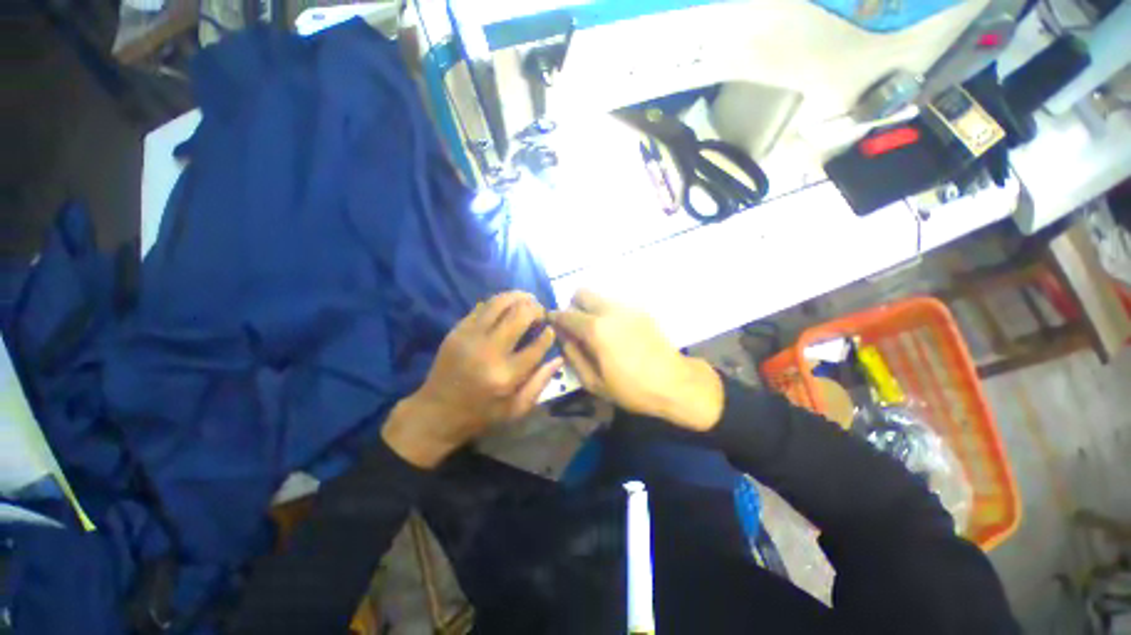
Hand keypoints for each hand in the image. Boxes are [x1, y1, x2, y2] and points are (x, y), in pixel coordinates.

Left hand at [382, 291, 562, 467]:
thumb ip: (540, 383)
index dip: (548, 334)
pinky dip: (499, 302)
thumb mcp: (516, 409)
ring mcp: (470, 337)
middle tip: (541, 312)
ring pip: (500, 302)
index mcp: (506, 375)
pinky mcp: (457, 330)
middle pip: (520, 315)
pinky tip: (507, 306)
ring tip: (528, 300)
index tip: (551, 330)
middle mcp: (488, 351)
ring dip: (518, 297)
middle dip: (536, 309)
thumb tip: (559, 358)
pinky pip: (482, 306)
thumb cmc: (481, 414)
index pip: (537, 345)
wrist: (436, 412)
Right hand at [549, 289, 722, 431]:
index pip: (566, 314)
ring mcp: (628, 308)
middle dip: (573, 306)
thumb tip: (563, 338)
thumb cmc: (631, 388)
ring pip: (600, 297)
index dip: (554, 317)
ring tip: (598, 332)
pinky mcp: (641, 310)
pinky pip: (616, 304)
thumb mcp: (594, 382)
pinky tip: (617, 333)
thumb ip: (573, 356)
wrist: (674, 383)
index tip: (552, 323)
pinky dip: (608, 313)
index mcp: (596, 329)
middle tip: (576, 326)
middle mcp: (610, 310)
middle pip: (582, 292)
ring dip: (591, 308)